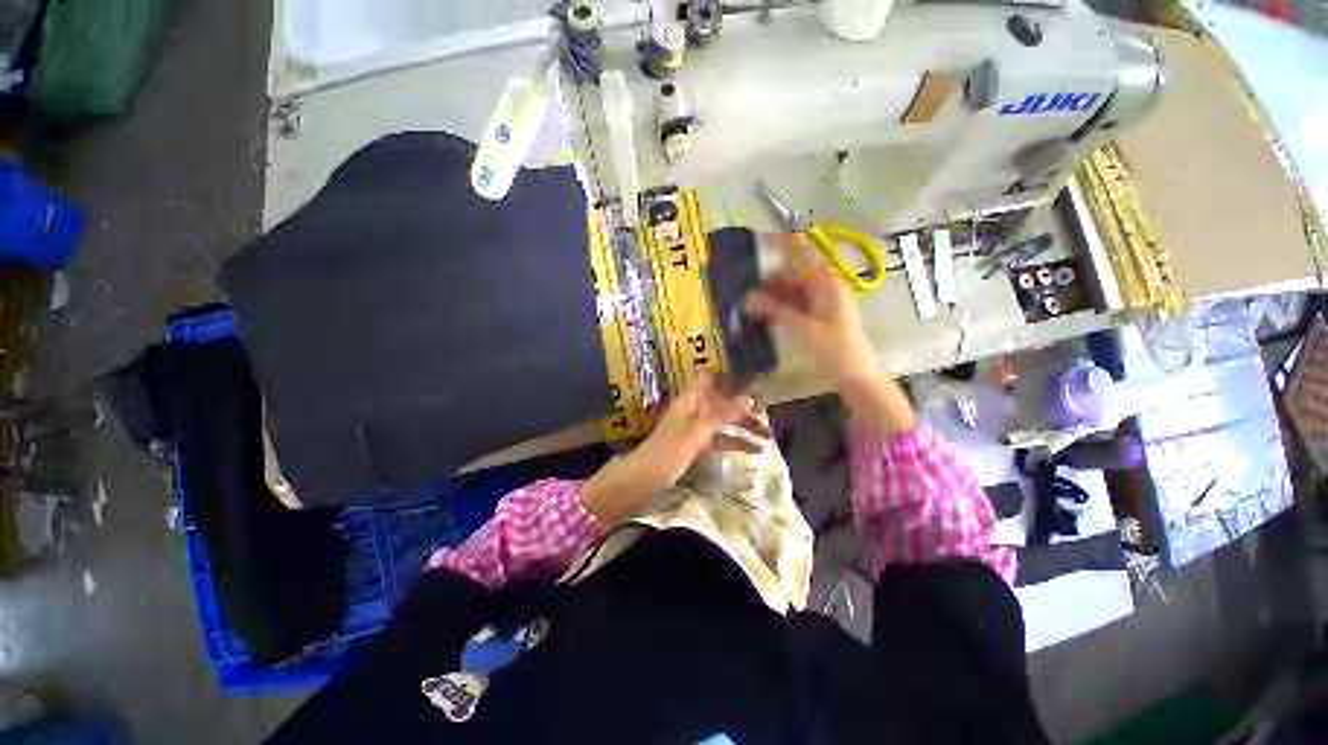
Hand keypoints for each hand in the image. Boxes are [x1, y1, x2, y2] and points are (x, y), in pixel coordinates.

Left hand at [640, 372, 760, 483]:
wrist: (645, 477)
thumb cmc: (669, 450)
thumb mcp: (697, 431)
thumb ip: (722, 414)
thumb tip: (750, 399)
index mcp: (691, 398)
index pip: (710, 377)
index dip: (729, 374)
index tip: (753, 376)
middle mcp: (695, 408)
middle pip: (722, 400)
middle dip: (744, 405)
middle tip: (768, 410)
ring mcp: (696, 426)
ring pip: (724, 420)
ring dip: (744, 426)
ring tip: (769, 436)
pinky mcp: (697, 443)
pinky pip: (720, 438)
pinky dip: (736, 442)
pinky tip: (755, 450)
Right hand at [746, 243, 915, 436]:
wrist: (855, 375)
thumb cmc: (833, 349)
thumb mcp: (802, 329)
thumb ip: (774, 310)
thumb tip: (747, 297)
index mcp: (826, 282)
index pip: (801, 253)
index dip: (780, 244)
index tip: (757, 241)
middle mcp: (824, 285)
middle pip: (793, 273)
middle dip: (768, 279)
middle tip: (743, 287)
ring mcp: (821, 300)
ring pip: (791, 289)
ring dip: (771, 294)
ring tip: (747, 301)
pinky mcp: (818, 314)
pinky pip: (795, 302)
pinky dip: (779, 305)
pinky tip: (762, 312)